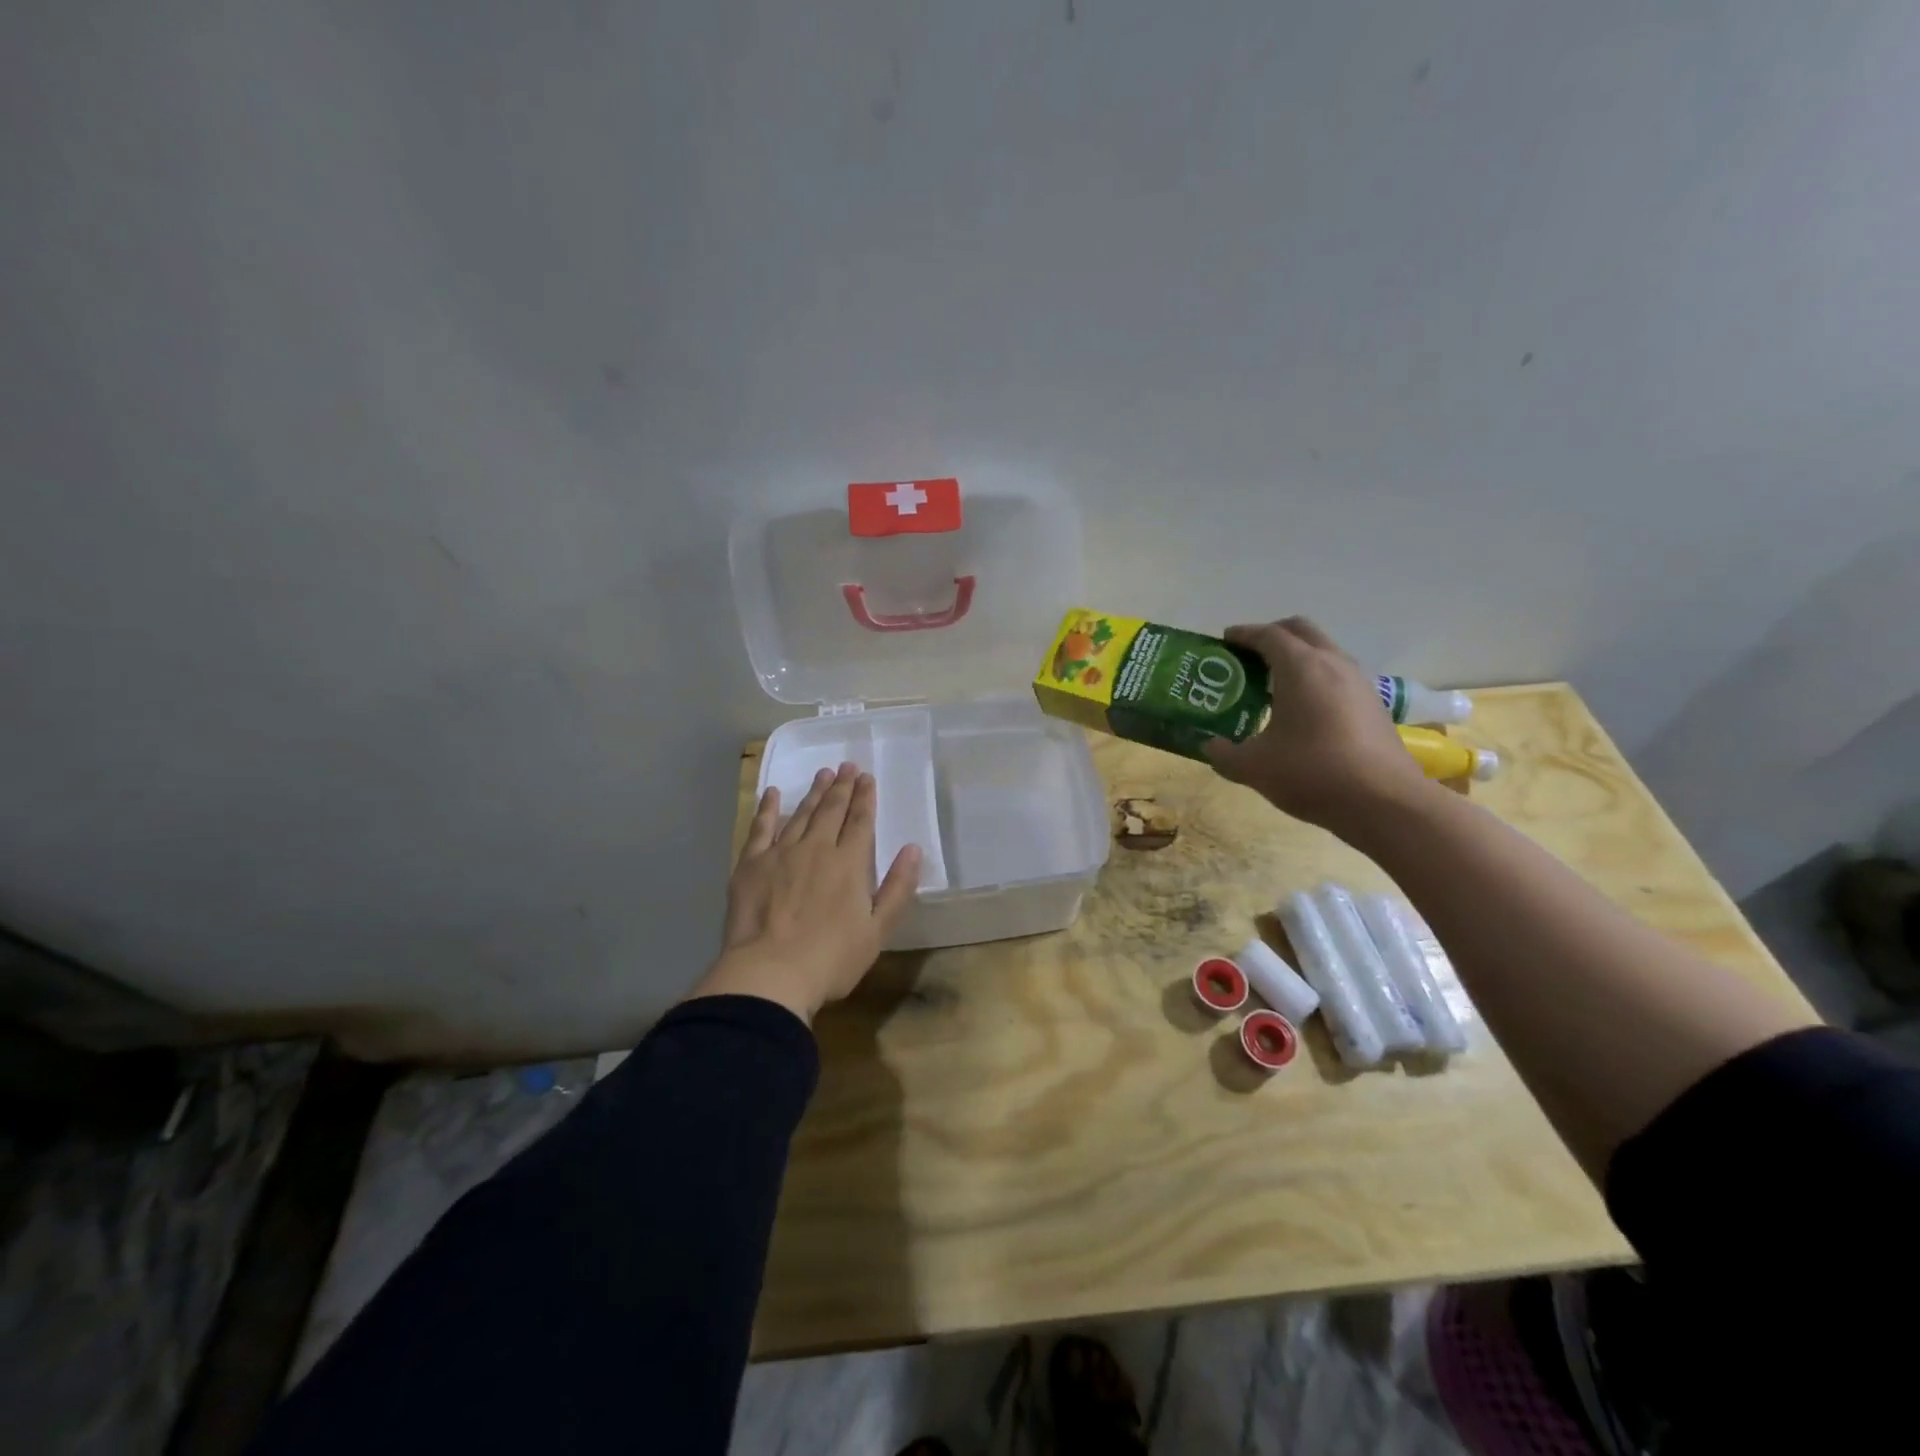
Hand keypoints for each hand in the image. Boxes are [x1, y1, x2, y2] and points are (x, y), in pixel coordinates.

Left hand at [688, 762, 921, 1025]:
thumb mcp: (877, 931)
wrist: (769, 974)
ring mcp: (781, 853)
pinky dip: (768, 808)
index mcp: (849, 864)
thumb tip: (913, 849)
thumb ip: (898, 888)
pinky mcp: (751, 864)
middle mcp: (817, 848)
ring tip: (823, 774)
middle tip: (847, 766)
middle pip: (832, 810)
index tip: (867, 778)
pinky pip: (760, 827)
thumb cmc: (830, 959)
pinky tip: (772, 794)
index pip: (861, 822)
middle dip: (842, 787)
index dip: (865, 798)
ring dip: (813, 792)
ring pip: (801, 814)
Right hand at [1203, 617, 1427, 832]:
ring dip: (1298, 658)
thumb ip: (1225, 754)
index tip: (1224, 641)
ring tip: (1273, 685)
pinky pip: (1339, 677)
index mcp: (1300, 668)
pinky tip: (1303, 712)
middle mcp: (1333, 664)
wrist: (1385, 803)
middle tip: (1248, 656)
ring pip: (1324, 652)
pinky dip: (1317, 680)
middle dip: (1273, 635)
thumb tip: (1210, 747)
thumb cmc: (1312, 773)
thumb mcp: (1254, 767)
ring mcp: (1359, 683)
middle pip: (1301, 631)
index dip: (1243, 634)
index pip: (1268, 635)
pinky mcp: (1374, 706)